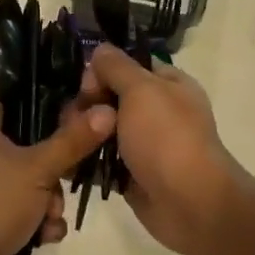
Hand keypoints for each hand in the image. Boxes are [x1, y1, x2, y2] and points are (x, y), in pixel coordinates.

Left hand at [0, 100, 115, 254]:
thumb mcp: (38, 169)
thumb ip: (73, 140)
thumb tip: (107, 110)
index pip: (20, 103)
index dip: (51, 109)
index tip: (82, 120)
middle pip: (33, 145)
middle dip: (56, 171)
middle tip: (68, 180)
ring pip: (35, 180)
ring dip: (51, 202)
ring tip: (50, 217)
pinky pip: (26, 207)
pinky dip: (38, 221)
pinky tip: (44, 236)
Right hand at [80, 46, 240, 254]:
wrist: (190, 204)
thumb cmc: (167, 138)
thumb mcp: (141, 89)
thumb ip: (117, 66)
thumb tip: (100, 50)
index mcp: (169, 85)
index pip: (129, 66)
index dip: (104, 70)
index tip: (87, 84)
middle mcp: (158, 112)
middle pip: (111, 97)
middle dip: (88, 104)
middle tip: (76, 118)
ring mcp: (144, 145)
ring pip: (103, 129)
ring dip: (83, 132)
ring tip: (67, 140)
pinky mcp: (132, 174)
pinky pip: (102, 160)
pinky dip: (85, 160)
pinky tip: (65, 159)